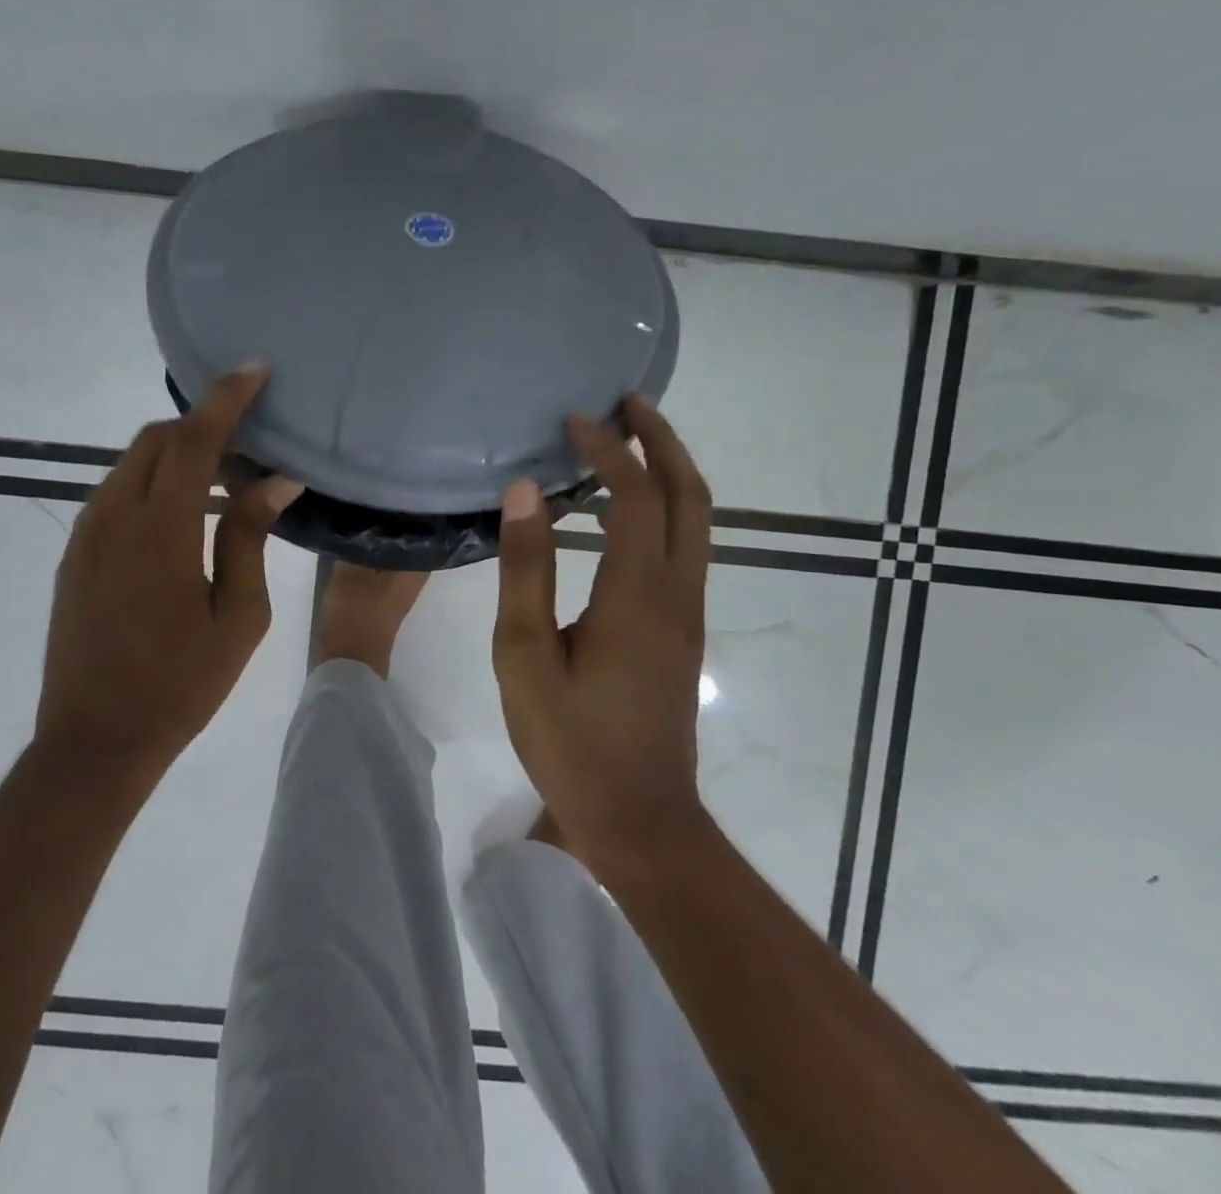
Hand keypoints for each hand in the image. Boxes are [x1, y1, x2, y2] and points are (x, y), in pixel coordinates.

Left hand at [37, 367, 302, 775]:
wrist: (96, 739)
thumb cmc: (182, 682)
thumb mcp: (238, 613)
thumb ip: (248, 536)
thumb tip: (274, 480)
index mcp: (159, 529)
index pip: (194, 439)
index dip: (226, 399)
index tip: (255, 370)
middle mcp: (113, 515)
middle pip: (157, 439)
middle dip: (203, 423)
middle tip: (248, 438)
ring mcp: (87, 533)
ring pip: (133, 463)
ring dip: (177, 454)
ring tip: (222, 478)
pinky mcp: (75, 553)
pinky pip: (117, 493)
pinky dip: (153, 482)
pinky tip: (183, 515)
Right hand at [491, 395, 713, 865]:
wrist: (640, 819)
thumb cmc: (571, 741)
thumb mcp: (524, 656)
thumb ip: (526, 571)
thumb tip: (523, 493)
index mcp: (637, 594)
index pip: (635, 495)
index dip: (609, 449)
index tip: (574, 420)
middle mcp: (677, 592)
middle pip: (689, 494)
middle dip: (663, 439)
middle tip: (627, 403)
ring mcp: (688, 612)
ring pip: (697, 519)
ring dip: (670, 469)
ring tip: (630, 439)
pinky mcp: (683, 629)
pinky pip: (686, 545)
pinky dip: (665, 506)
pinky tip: (626, 509)